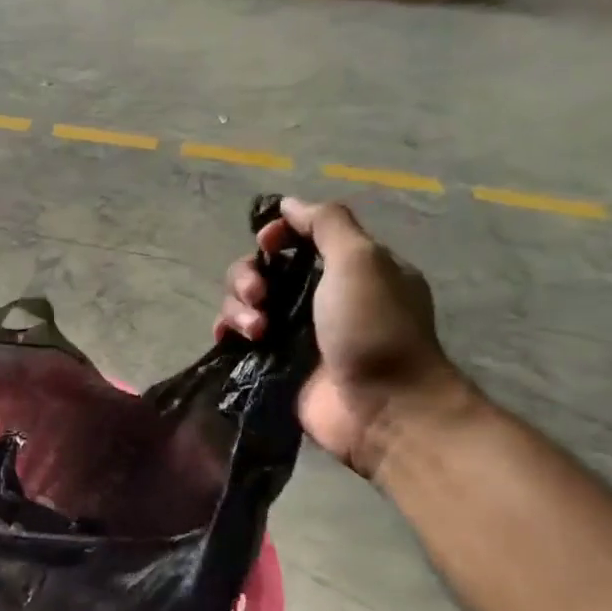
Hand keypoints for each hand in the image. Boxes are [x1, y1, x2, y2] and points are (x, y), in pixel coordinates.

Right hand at [217, 197, 462, 479]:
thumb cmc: (375, 328)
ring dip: (239, 308)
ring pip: (245, 302)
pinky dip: (228, 331)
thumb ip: (327, 224)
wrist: (383, 408)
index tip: (268, 244)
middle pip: (263, 269)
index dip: (276, 235)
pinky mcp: (274, 362)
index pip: (299, 237)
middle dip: (249, 276)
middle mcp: (319, 297)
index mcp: (348, 268)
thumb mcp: (362, 260)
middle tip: (259, 295)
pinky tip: (230, 338)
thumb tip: (289, 202)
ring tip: (257, 331)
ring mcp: (294, 332)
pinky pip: (237, 336)